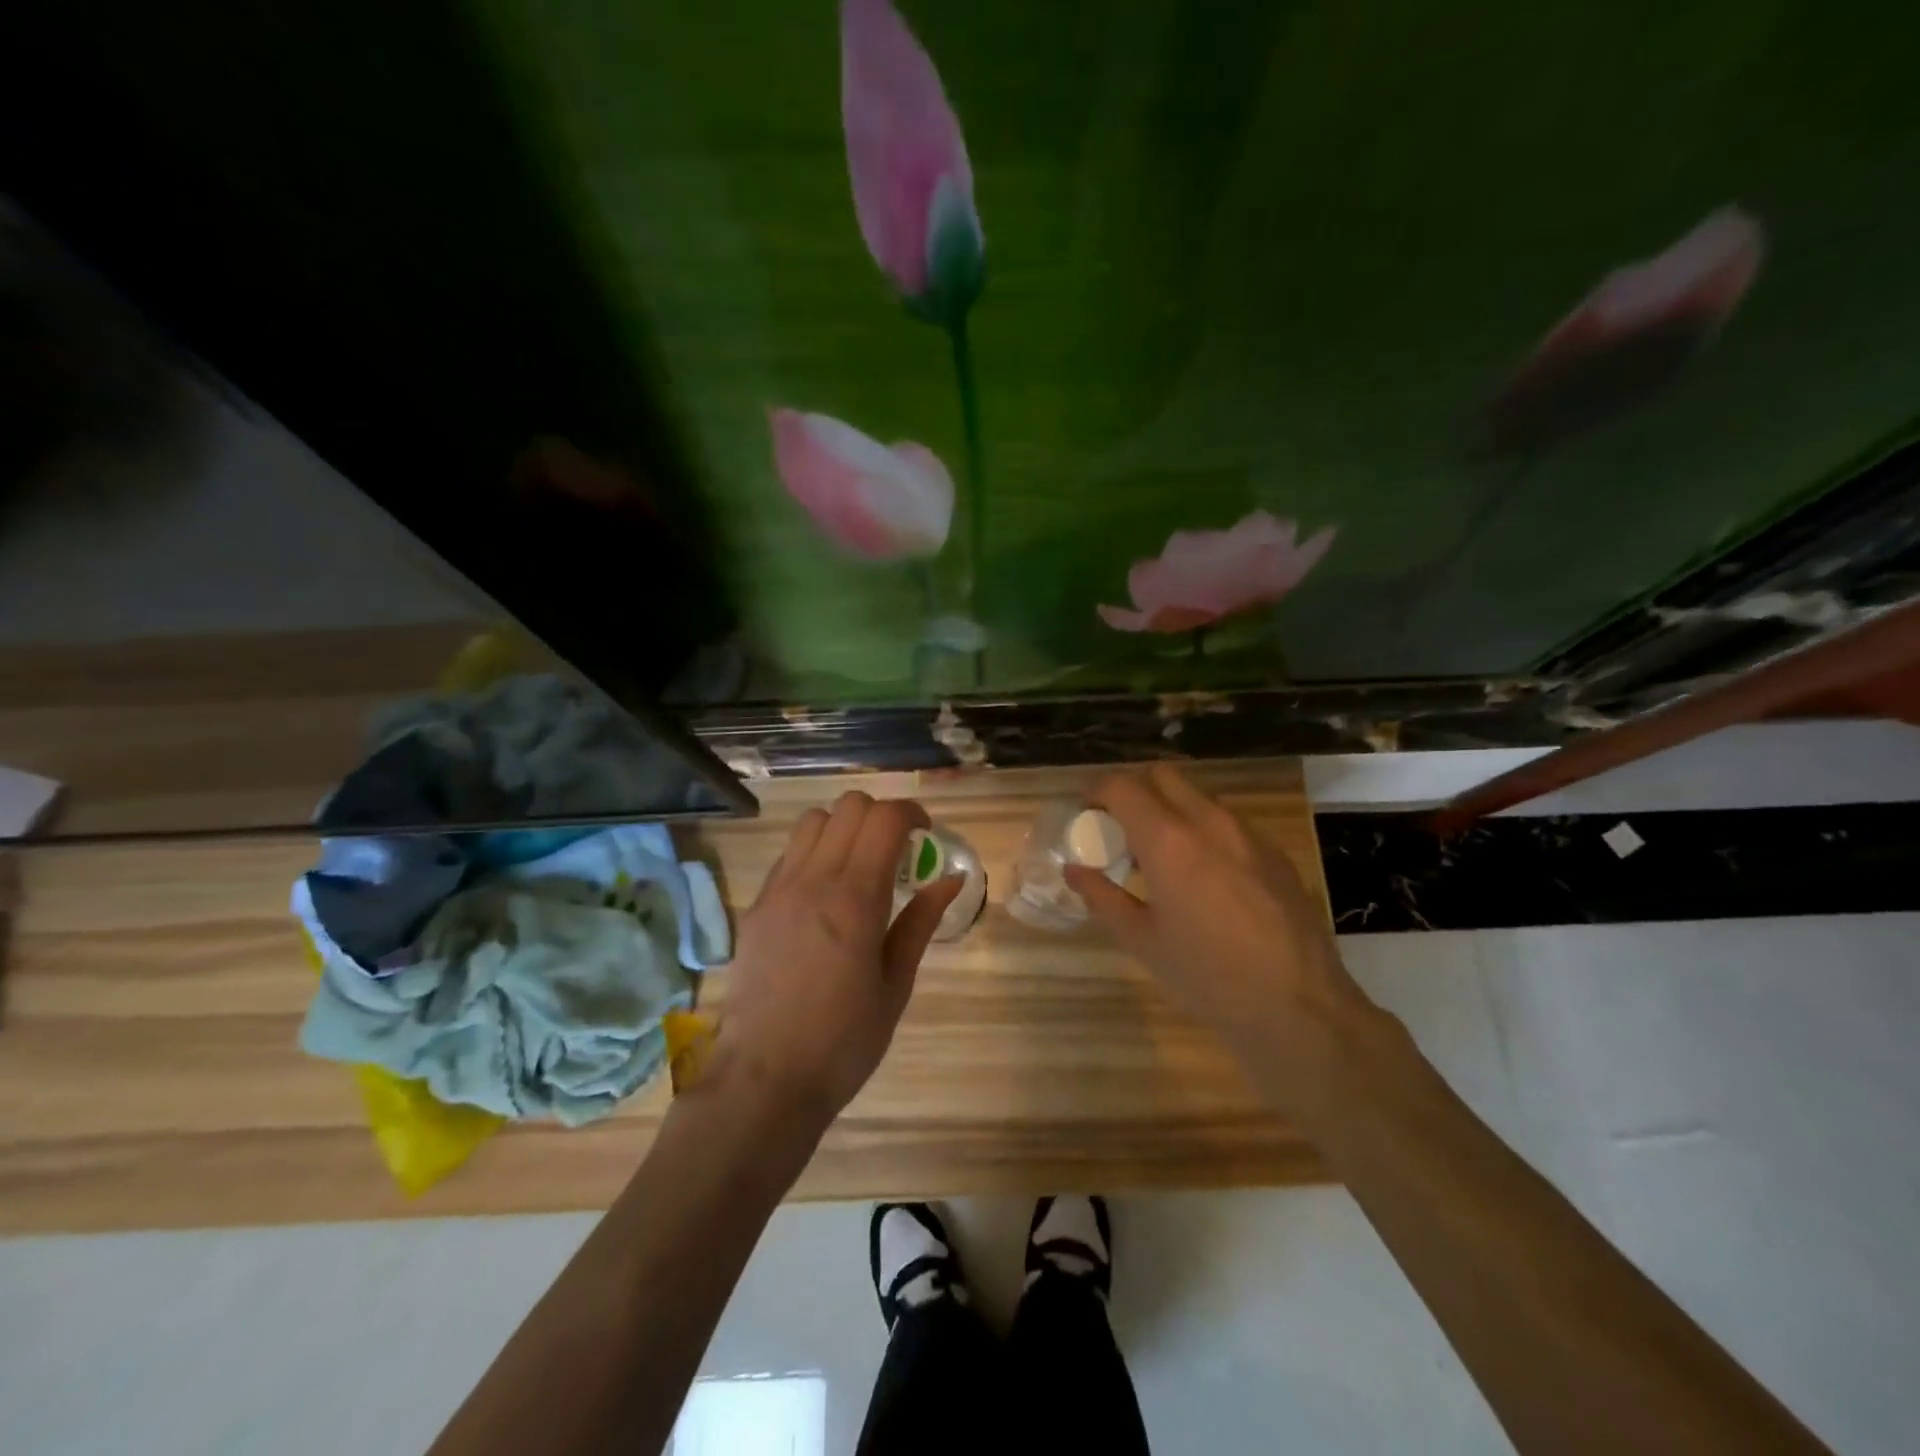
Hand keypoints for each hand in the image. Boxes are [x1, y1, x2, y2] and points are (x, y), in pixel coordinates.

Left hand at [712, 791, 960, 1134]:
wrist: (765, 1078)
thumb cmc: (844, 1040)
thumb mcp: (896, 984)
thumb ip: (921, 921)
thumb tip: (951, 878)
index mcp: (855, 898)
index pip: (884, 818)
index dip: (911, 813)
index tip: (925, 833)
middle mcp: (813, 880)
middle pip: (849, 806)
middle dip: (881, 815)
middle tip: (897, 848)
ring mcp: (778, 889)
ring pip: (812, 820)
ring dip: (843, 827)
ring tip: (858, 863)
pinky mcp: (756, 906)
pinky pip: (788, 854)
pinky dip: (814, 852)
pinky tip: (824, 892)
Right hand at [1066, 766, 1372, 1110]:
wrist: (1298, 1007)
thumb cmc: (1207, 977)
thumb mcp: (1143, 941)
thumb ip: (1102, 897)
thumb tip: (1074, 871)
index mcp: (1169, 841)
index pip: (1122, 786)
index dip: (1096, 789)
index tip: (1086, 809)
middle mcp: (1209, 822)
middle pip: (1163, 775)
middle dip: (1134, 789)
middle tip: (1120, 828)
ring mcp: (1248, 833)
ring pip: (1198, 797)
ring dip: (1170, 810)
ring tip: (1161, 856)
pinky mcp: (1275, 852)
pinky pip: (1228, 823)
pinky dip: (1203, 831)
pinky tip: (1204, 877)